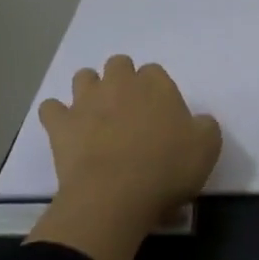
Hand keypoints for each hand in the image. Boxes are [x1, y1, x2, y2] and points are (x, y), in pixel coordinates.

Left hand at [28, 55, 220, 259]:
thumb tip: (196, 122)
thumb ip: (205, 126)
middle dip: (122, 80)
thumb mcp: (207, 148)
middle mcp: (119, 83)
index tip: (160, 115)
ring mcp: (86, 101)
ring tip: (97, 116)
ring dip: (89, 90)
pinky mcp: (61, 124)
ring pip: (83, 77)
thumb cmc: (166, 168)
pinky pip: (51, 109)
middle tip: (129, 112)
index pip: (155, 72)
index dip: (157, 91)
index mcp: (155, 84)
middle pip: (119, 64)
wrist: (115, 195)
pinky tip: (66, 131)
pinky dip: (56, 116)